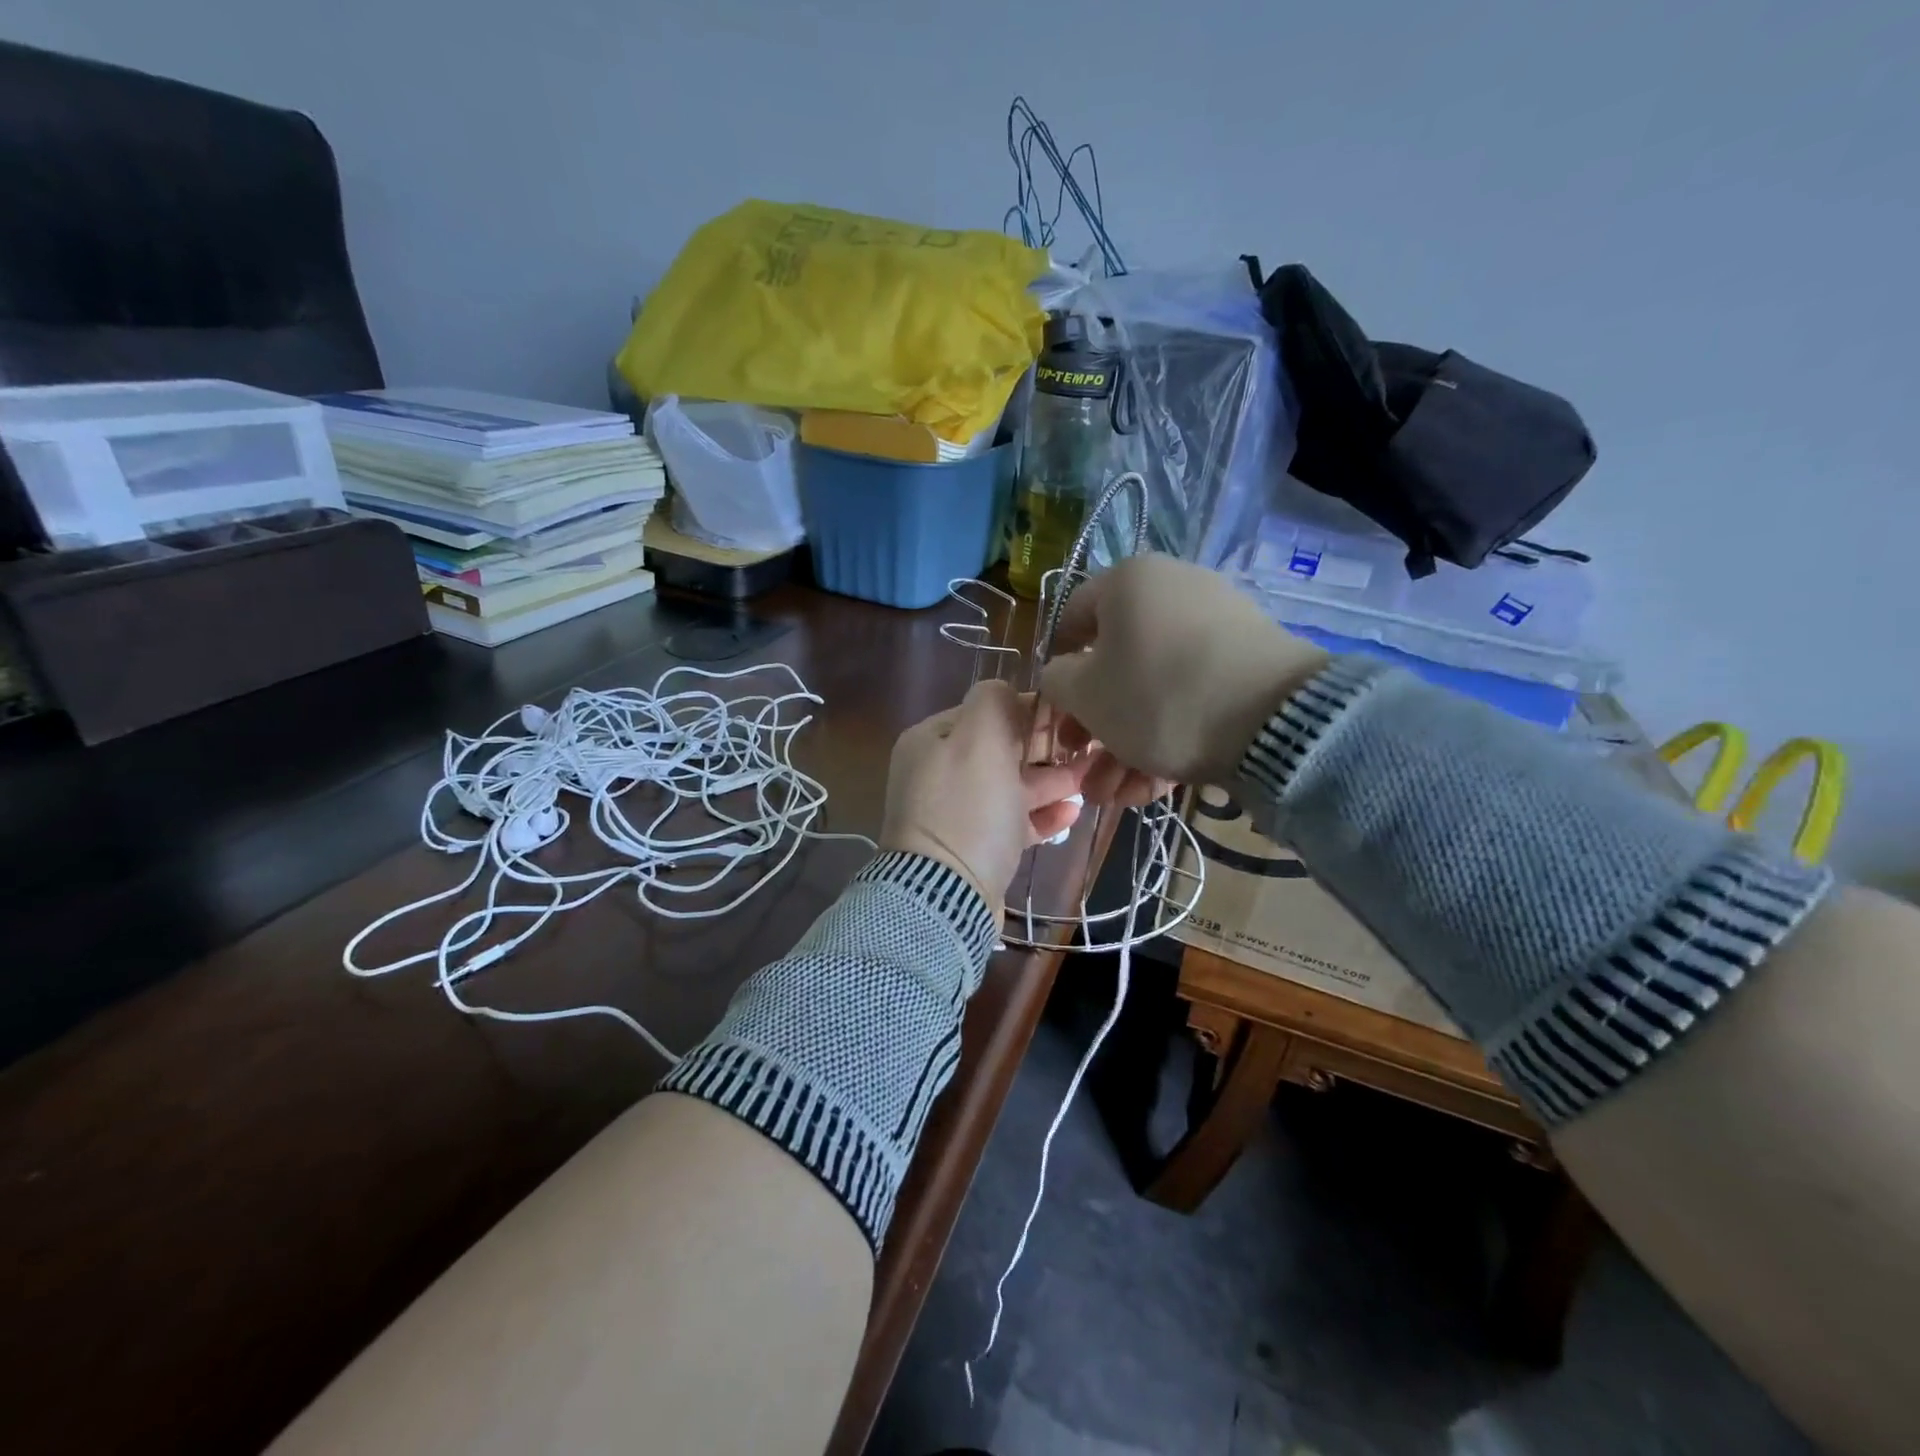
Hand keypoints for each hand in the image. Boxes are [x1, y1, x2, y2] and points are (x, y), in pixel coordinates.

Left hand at [880, 680, 1087, 905]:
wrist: (947, 896)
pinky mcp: (973, 849)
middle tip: (1087, 748)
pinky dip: (1040, 816)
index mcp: (931, 741)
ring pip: (1009, 788)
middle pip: (999, 750)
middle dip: (1043, 749)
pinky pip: (1010, 823)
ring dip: (1049, 782)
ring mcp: (954, 814)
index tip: (1068, 716)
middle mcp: (937, 773)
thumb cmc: (968, 809)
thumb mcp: (980, 739)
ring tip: (1088, 781)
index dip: (1027, 711)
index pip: (985, 712)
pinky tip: (1072, 813)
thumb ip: (995, 702)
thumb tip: (1008, 692)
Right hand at [1037, 554, 1327, 788]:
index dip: (1057, 671)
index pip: (1071, 619)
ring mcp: (1217, 624)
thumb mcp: (1083, 694)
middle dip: (1095, 727)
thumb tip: (1063, 675)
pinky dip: (1171, 734)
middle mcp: (1173, 589)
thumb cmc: (1156, 696)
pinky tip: (1155, 786)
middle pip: (1116, 663)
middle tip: (1086, 767)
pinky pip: (1193, 694)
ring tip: (1118, 795)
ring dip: (1127, 745)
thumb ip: (1056, 681)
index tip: (1058, 715)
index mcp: (1127, 581)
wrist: (1273, 719)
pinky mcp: (1249, 661)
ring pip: (1154, 689)